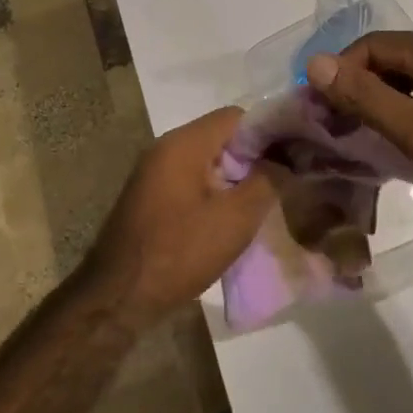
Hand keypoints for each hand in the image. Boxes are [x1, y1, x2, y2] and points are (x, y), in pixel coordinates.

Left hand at [87, 107, 275, 321]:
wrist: (119, 297)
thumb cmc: (180, 252)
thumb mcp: (236, 218)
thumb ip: (268, 181)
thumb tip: (286, 160)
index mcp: (184, 143)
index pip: (236, 116)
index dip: (269, 131)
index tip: (293, 155)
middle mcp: (165, 148)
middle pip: (221, 136)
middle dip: (254, 156)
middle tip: (284, 180)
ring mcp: (154, 172)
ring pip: (206, 160)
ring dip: (235, 176)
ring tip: (263, 200)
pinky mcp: (150, 196)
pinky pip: (191, 179)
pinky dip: (214, 190)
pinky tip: (231, 216)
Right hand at [306, 31, 412, 231]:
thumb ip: (368, 98)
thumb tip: (315, 64)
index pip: (372, 46)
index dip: (339, 74)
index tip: (321, 113)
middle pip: (393, 58)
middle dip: (359, 88)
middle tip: (338, 129)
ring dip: (385, 101)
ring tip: (367, 138)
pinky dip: (412, 109)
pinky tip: (409, 141)